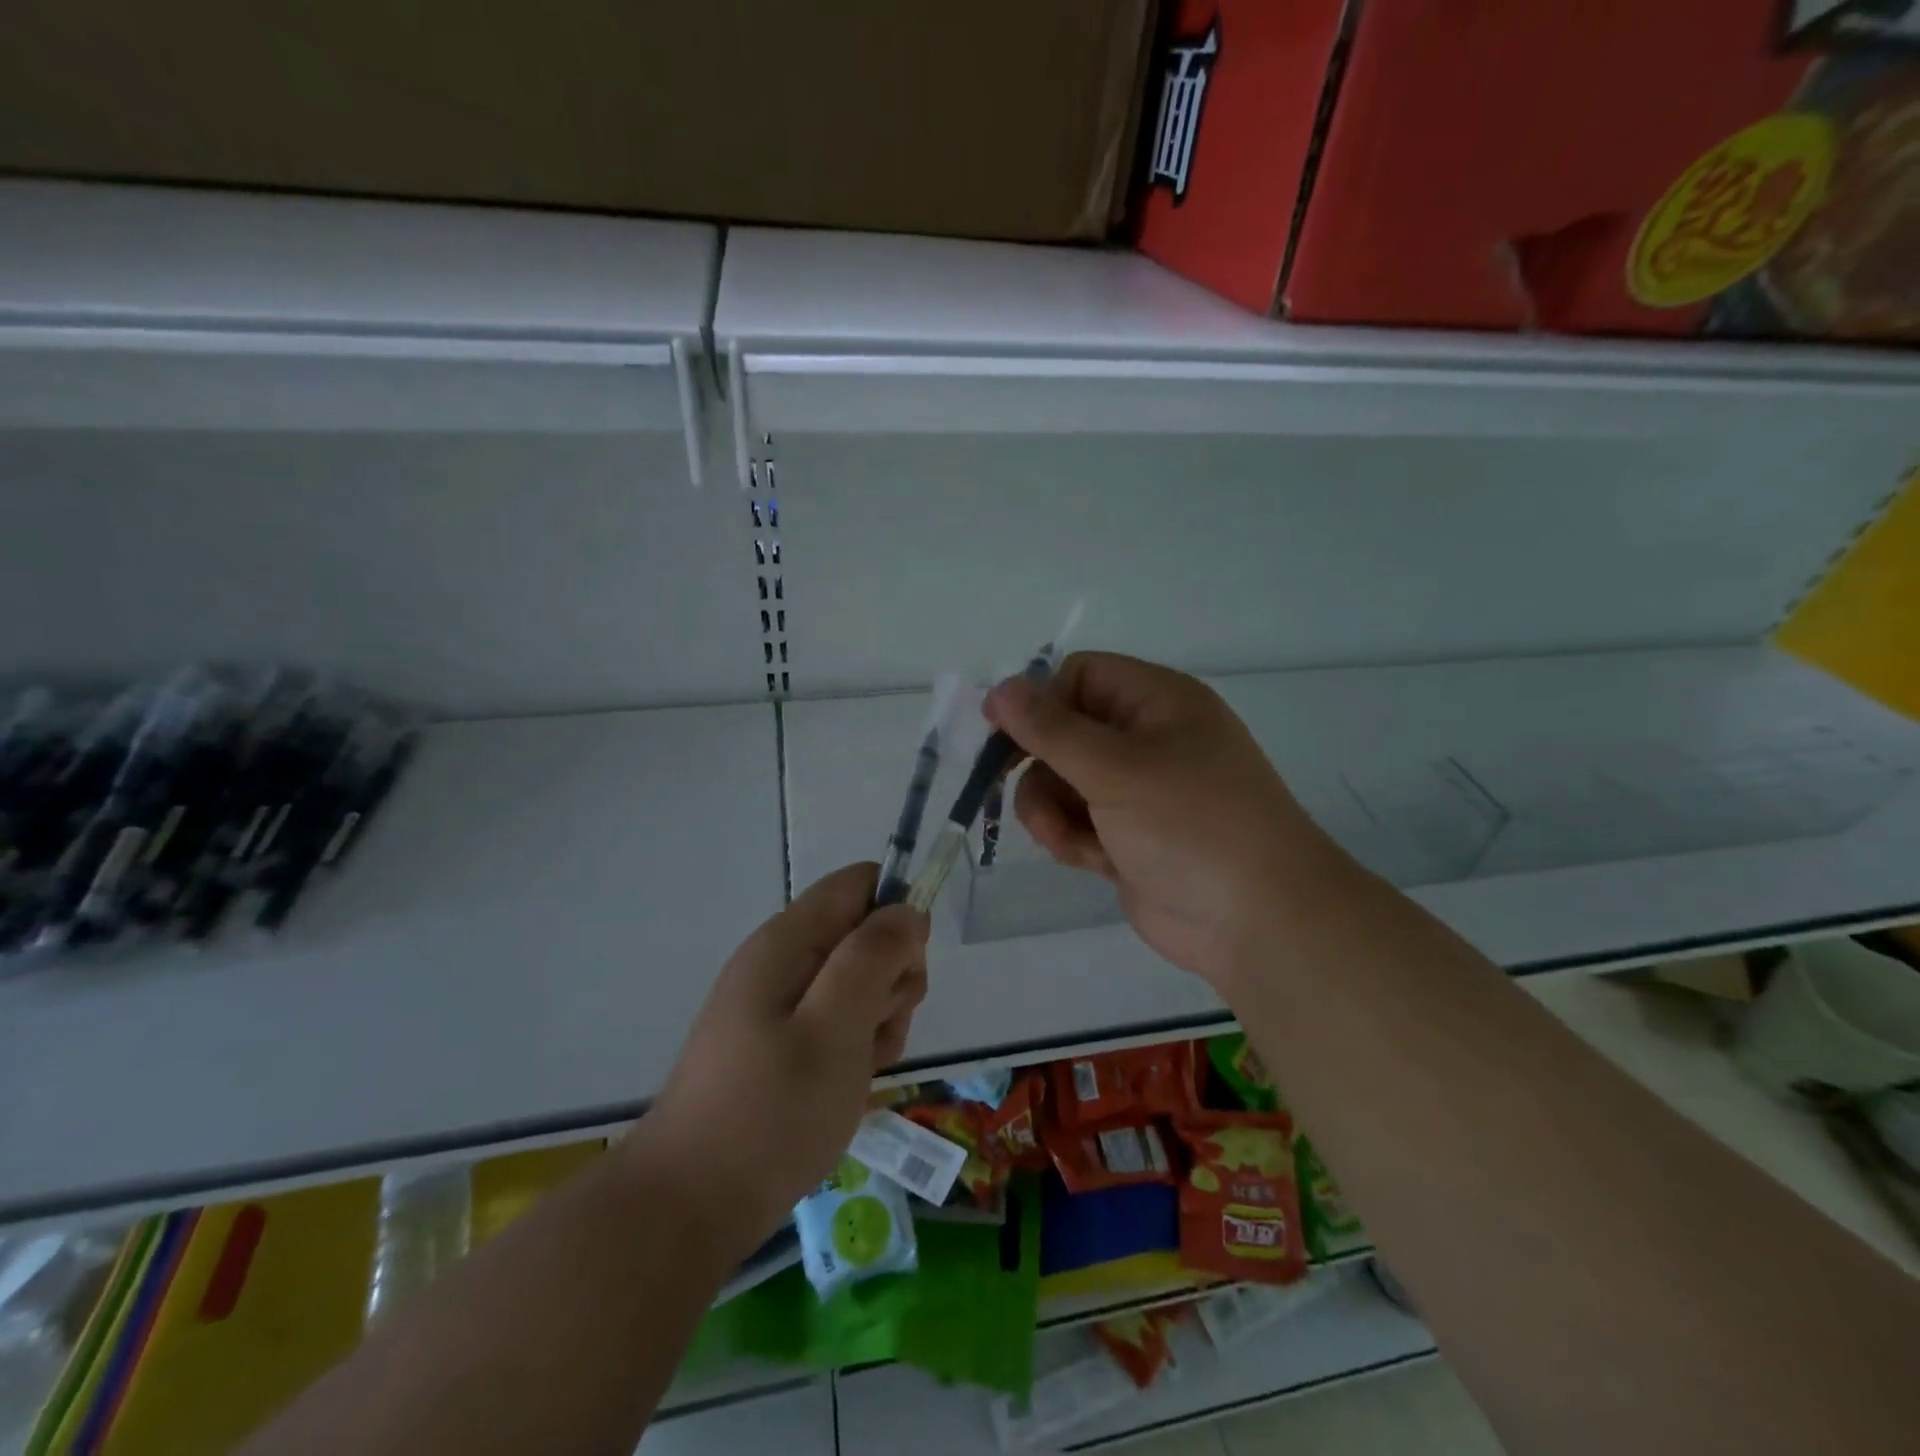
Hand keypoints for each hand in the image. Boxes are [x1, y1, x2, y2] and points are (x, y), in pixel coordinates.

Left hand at [632, 863, 928, 1251]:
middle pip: (865, 934)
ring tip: (858, 1069)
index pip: (859, 884)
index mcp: (788, 941)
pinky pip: (838, 1022)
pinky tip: (846, 1086)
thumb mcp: (835, 1026)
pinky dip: (856, 1048)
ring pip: (859, 983)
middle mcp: (783, 960)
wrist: (692, 1205)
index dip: (895, 914)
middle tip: (875, 1031)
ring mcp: (780, 1003)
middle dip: (890, 978)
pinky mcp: (781, 1042)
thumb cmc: (771, 1111)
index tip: (904, 969)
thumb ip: (874, 956)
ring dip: (878, 1020)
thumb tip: (908, 910)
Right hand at [985, 652, 1351, 992]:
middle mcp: (1147, 740)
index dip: (1040, 700)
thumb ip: (1051, 729)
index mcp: (1158, 702)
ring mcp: (1137, 792)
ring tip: (1064, 836)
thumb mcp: (1116, 768)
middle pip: (1064, 731)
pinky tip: (1087, 858)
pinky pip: (1076, 822)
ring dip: (1049, 807)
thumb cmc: (1191, 824)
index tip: (1003, 733)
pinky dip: (1070, 837)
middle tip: (1010, 786)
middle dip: (1039, 763)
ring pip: (1062, 781)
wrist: (1256, 921)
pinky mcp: (1127, 838)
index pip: (1081, 676)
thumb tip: (999, 689)